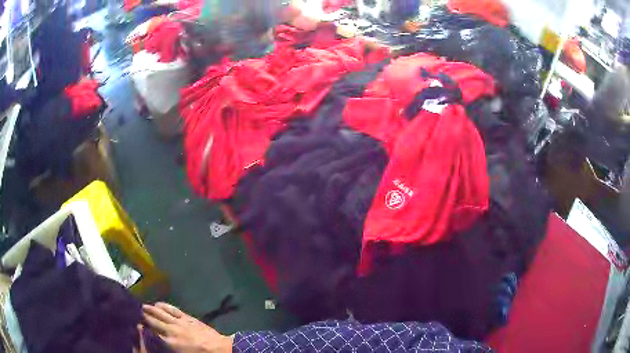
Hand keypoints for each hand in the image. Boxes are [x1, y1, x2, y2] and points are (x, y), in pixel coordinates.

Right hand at [142, 303, 232, 352]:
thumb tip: (157, 340)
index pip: (151, 333)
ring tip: (142, 306)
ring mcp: (179, 322)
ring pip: (161, 313)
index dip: (142, 328)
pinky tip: (158, 303)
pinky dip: (164, 305)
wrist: (220, 349)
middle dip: (143, 316)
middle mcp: (171, 330)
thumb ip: (166, 346)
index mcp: (169, 342)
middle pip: (153, 321)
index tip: (135, 324)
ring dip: (150, 309)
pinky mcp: (188, 318)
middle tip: (134, 312)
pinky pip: (173, 309)